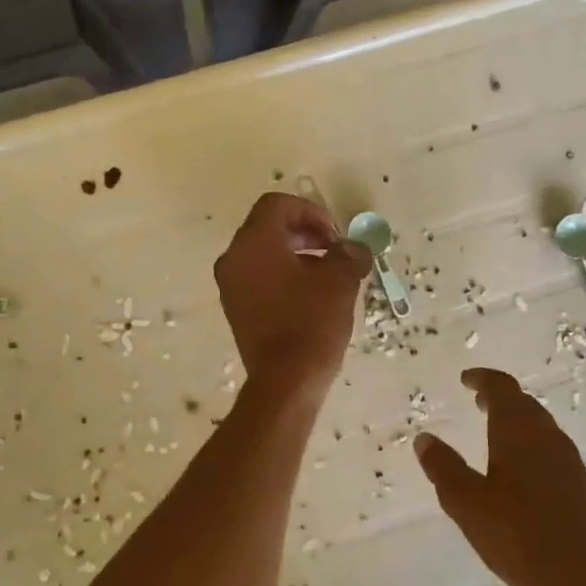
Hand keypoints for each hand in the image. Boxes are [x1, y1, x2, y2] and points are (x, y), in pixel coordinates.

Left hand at [214, 193, 369, 397]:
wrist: (286, 381)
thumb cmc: (311, 322)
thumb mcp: (340, 281)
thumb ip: (348, 254)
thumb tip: (354, 248)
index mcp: (254, 242)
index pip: (277, 205)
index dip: (310, 211)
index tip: (335, 235)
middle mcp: (234, 258)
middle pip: (267, 227)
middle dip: (305, 232)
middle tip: (334, 250)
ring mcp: (230, 286)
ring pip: (263, 254)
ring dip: (296, 255)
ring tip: (327, 276)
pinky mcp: (235, 309)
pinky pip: (258, 278)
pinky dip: (282, 276)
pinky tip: (310, 297)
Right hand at [413, 368, 585, 585]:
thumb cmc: (519, 536)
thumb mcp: (467, 504)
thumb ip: (444, 468)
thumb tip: (424, 439)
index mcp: (519, 431)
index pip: (502, 388)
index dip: (483, 379)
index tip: (466, 379)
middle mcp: (548, 438)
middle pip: (524, 405)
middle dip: (500, 399)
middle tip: (477, 401)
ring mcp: (570, 463)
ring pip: (540, 429)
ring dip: (516, 423)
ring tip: (494, 434)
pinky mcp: (582, 488)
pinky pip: (550, 451)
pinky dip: (530, 447)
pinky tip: (520, 474)